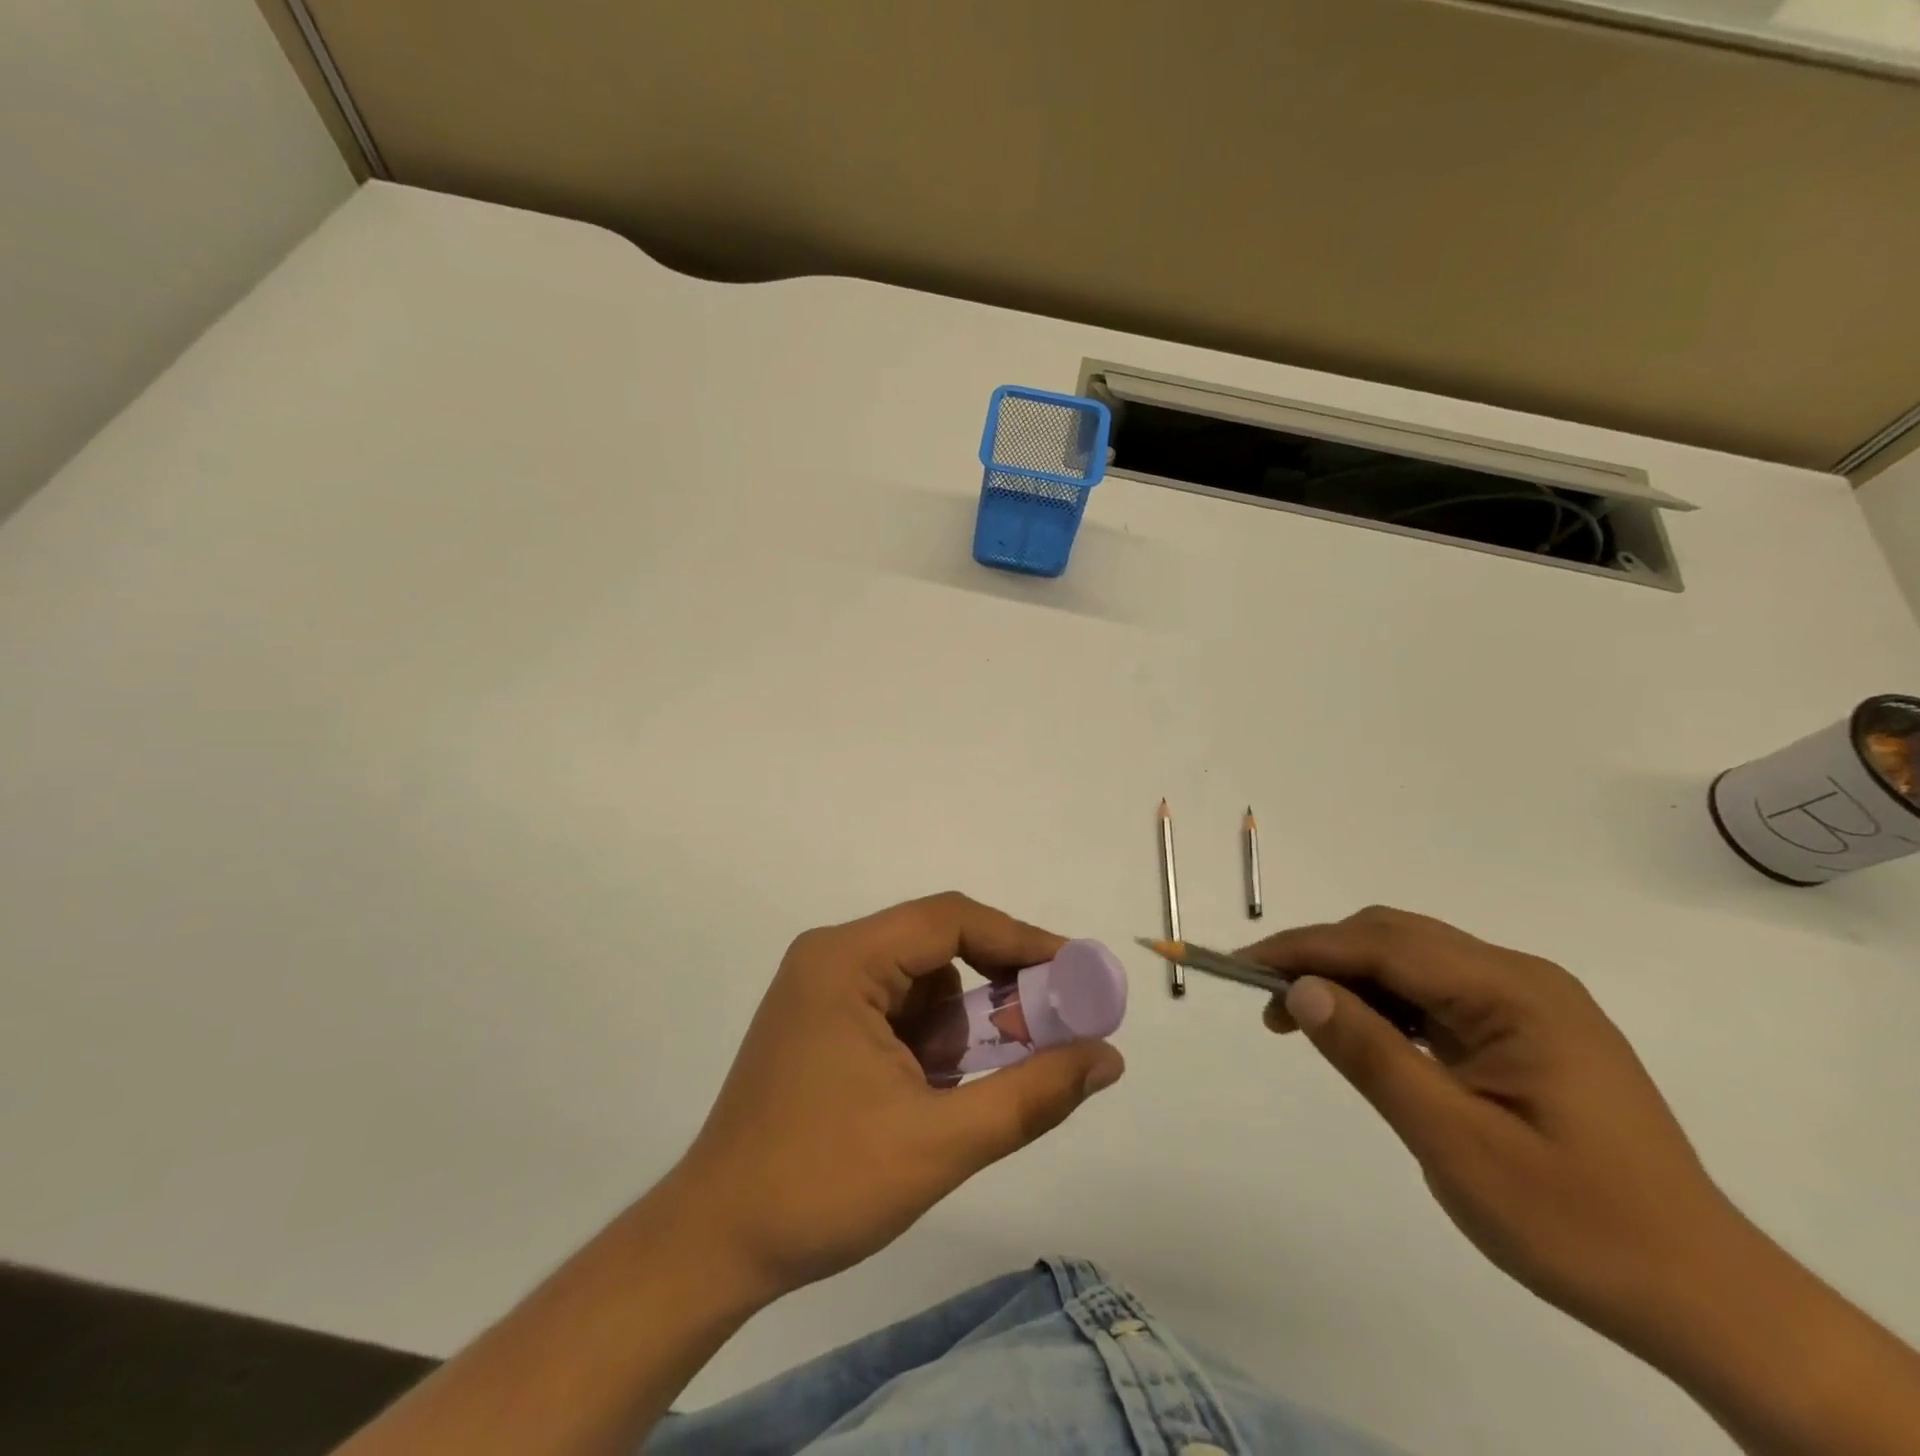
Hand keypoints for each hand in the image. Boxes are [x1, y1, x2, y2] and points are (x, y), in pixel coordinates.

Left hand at [668, 892, 1125, 1301]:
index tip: (1075, 975)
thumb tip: (1107, 1058)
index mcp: (846, 961)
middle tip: (1043, 1034)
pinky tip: (928, 1094)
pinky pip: (896, 1008)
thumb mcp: (941, 1143)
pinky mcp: (819, 1021)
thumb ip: (1031, 1094)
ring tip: (962, 1090)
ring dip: (958, 1027)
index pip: (950, 920)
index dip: (1020, 940)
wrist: (715, 1244)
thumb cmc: (822, 1185)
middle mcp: (830, 957)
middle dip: (993, 991)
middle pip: (936, 947)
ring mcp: (820, 988)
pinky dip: (928, 1041)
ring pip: (920, 982)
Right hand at [1245, 906, 1738, 1351]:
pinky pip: (1436, 994)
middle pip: (1395, 939)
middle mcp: (1522, 979)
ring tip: (1300, 1019)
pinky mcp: (1526, 1031)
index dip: (1304, 949)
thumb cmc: (1579, 1224)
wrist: (1706, 1299)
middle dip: (1321, 958)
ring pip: (1412, 961)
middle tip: (1265, 1000)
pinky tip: (1362, 1034)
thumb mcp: (1457, 1145)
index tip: (1240, 967)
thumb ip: (1373, 1056)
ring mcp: (1528, 1004)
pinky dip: (1384, 1004)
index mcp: (1514, 993)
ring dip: (1350, 978)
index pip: (1383, 945)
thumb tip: (1301, 990)